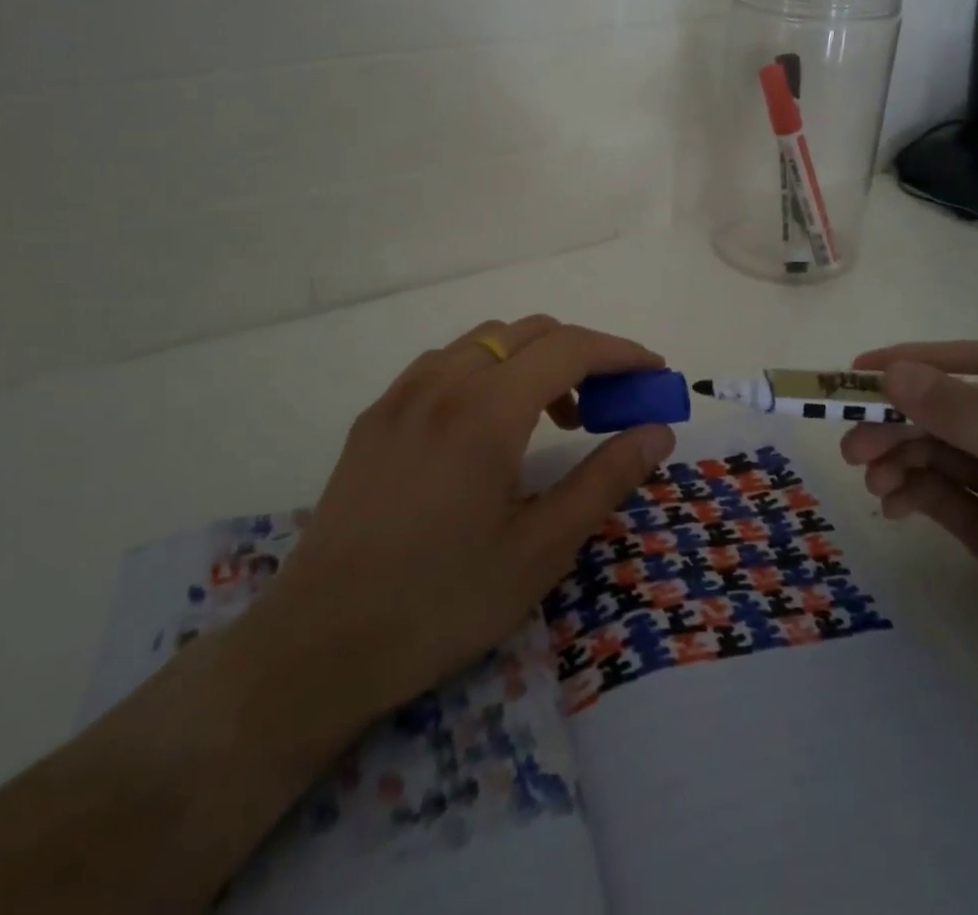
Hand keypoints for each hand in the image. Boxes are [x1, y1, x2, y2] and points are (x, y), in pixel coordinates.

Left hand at [246, 315, 674, 729]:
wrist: (320, 644)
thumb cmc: (442, 602)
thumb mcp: (540, 550)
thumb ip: (605, 479)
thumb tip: (657, 431)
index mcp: (486, 410)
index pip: (570, 348)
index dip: (620, 352)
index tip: (654, 372)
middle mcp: (442, 382)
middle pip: (529, 332)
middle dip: (581, 353)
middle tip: (608, 403)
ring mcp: (401, 395)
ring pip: (484, 340)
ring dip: (532, 359)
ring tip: (551, 417)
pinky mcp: (375, 416)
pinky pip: (444, 363)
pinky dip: (486, 370)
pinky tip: (487, 423)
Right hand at [841, 340, 977, 782]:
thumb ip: (977, 424)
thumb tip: (896, 372)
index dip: (921, 363)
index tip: (860, 373)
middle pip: (955, 414)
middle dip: (902, 422)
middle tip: (852, 445)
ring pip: (943, 455)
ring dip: (900, 457)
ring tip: (869, 480)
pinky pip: (944, 498)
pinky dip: (913, 494)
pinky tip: (891, 508)